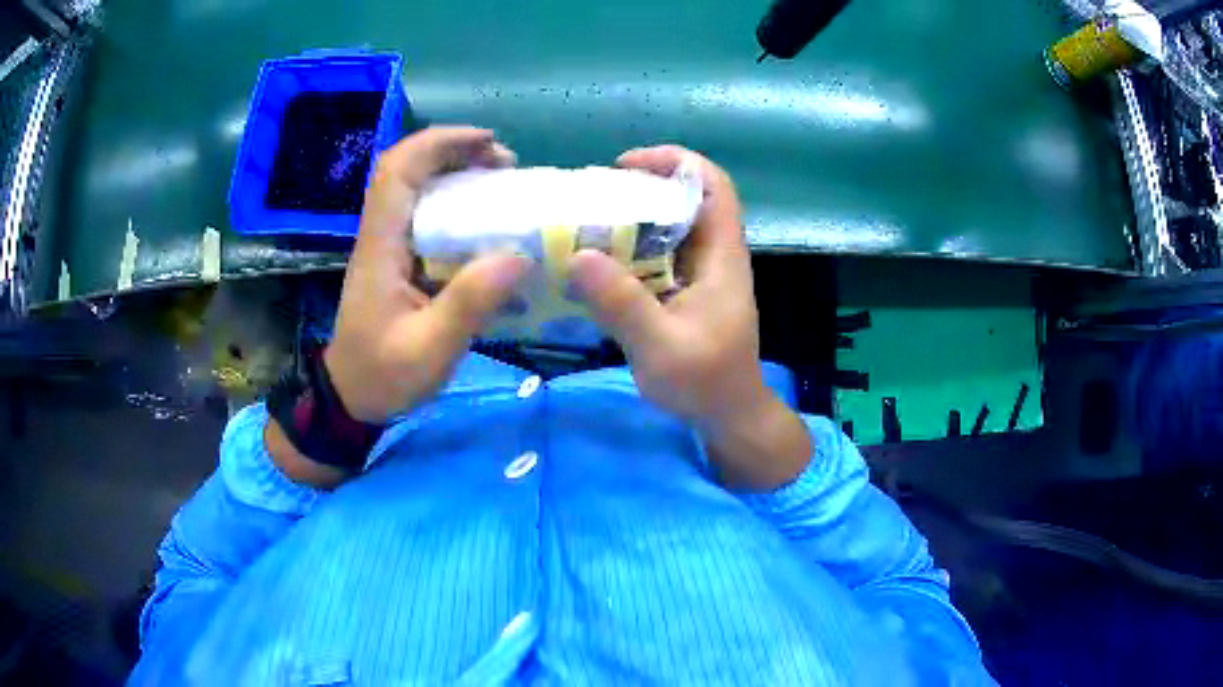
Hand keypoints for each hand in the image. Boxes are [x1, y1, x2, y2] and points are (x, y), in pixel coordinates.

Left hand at [324, 127, 530, 422]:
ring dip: (460, 175)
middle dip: (458, 153)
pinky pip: (428, 217)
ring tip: (504, 184)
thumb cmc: (384, 375)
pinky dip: (460, 206)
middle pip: (408, 169)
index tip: (489, 143)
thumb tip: (519, 256)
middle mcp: (381, 235)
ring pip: (418, 189)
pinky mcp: (400, 261)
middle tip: (507, 165)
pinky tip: (489, 225)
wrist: (352, 398)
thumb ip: (469, 304)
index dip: (440, 143)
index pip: (397, 171)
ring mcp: (389, 247)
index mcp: (380, 246)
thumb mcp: (429, 349)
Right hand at [568, 146, 810, 489]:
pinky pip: (654, 257)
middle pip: (684, 199)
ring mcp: (697, 274)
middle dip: (639, 189)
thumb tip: (576, 256)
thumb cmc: (706, 383)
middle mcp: (712, 255)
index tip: (626, 166)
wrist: (727, 417)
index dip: (675, 161)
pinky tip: (592, 266)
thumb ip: (622, 304)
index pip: (713, 185)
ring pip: (666, 228)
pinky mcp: (682, 293)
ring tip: (582, 226)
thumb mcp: (661, 346)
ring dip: (628, 221)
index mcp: (722, 256)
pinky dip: (624, 252)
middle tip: (590, 198)